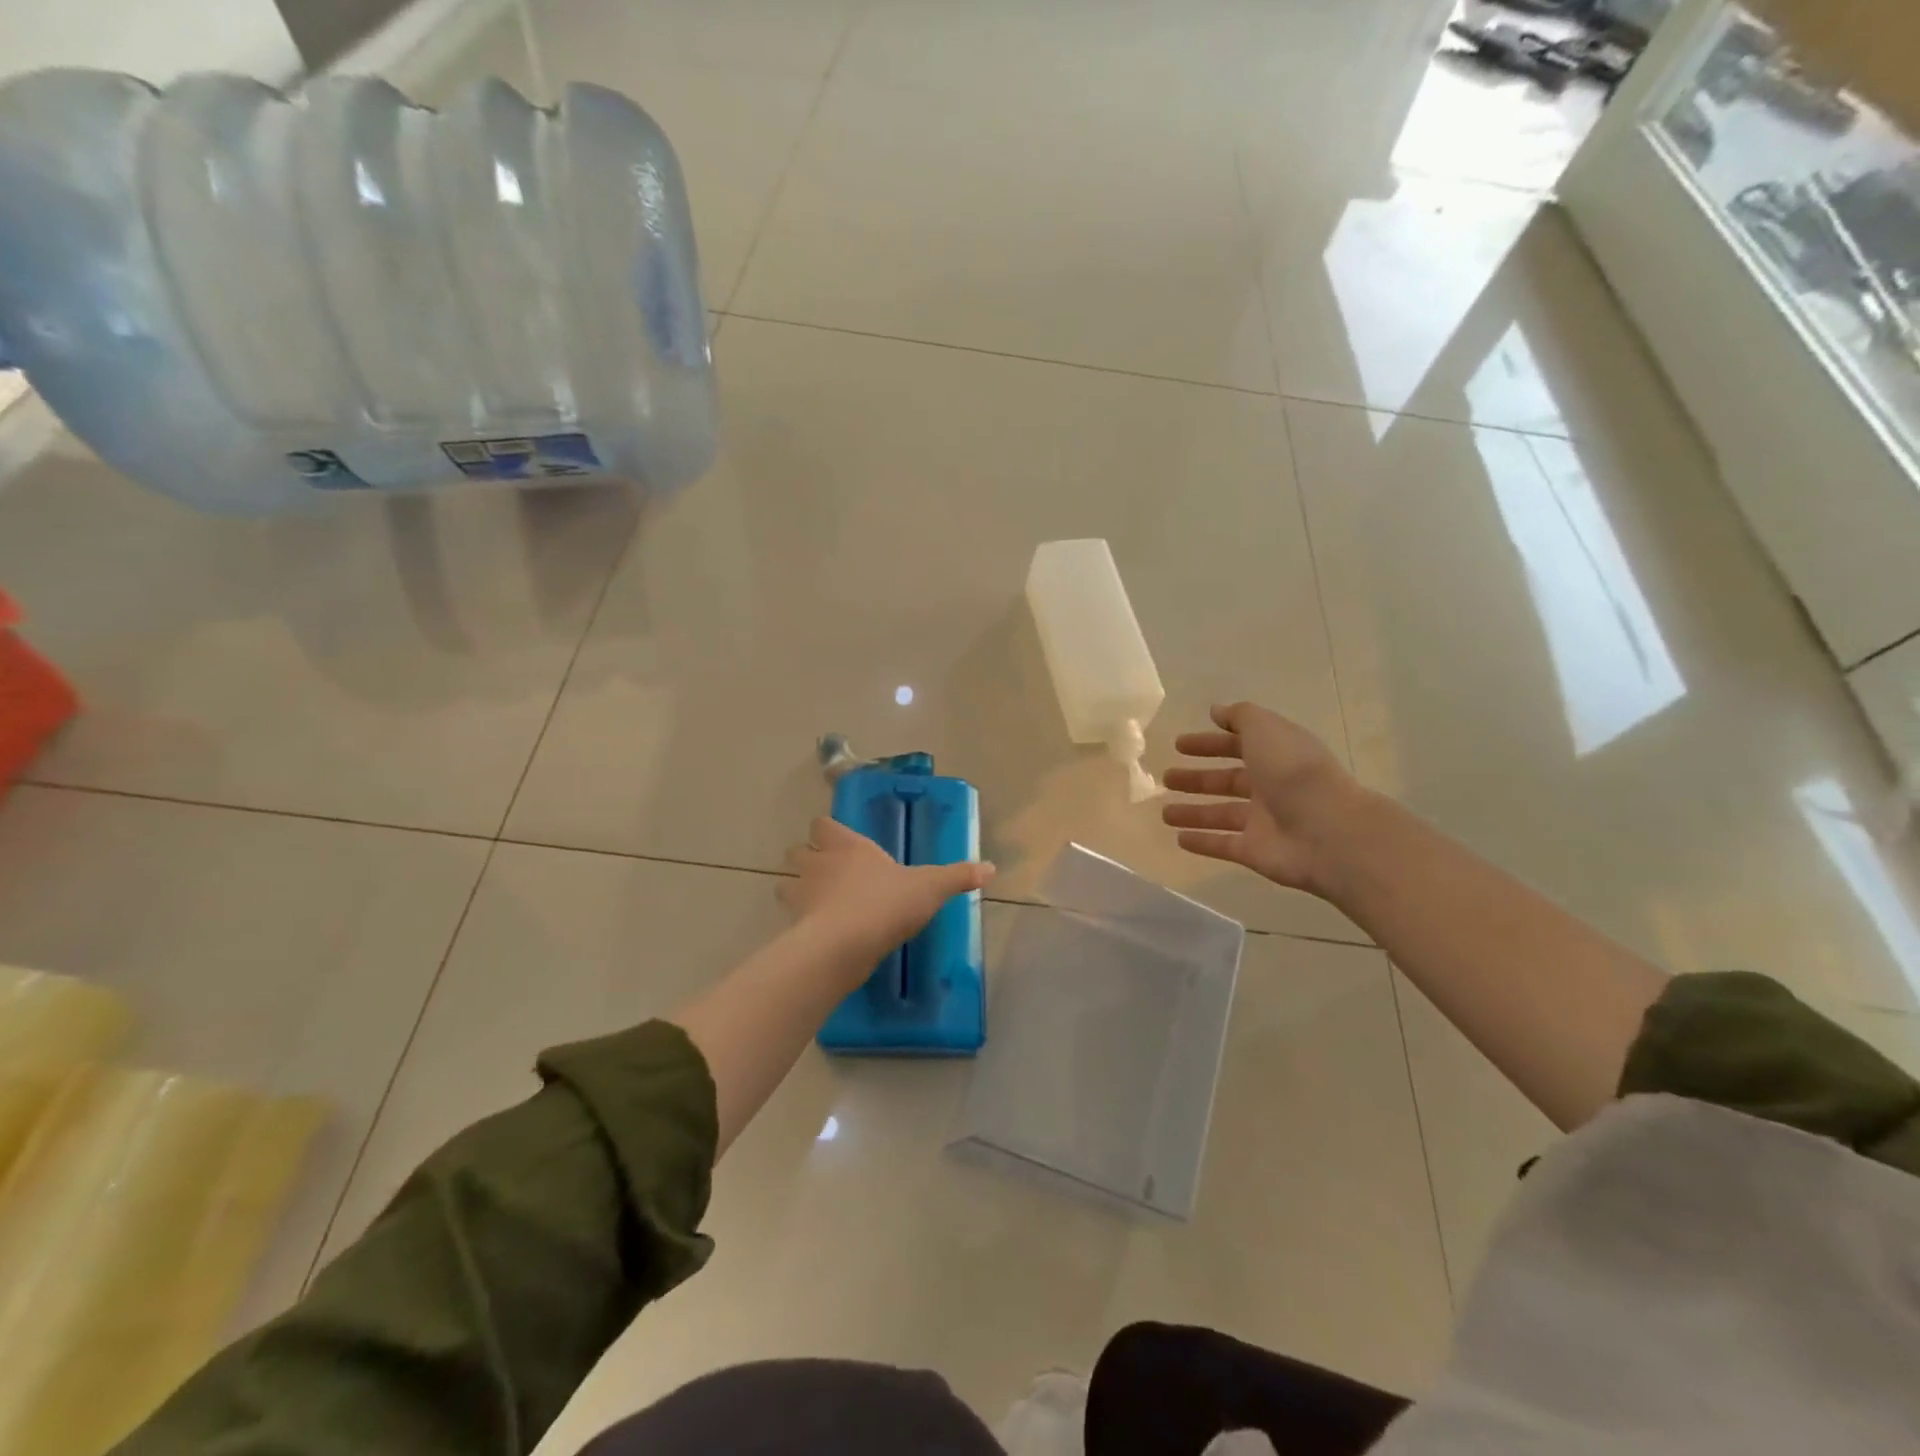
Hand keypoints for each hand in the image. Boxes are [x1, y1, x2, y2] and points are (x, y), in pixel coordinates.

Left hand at [779, 817, 994, 968]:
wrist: (845, 945)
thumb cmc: (887, 903)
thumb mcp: (930, 887)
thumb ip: (958, 876)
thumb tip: (990, 868)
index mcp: (848, 846)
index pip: (822, 825)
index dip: (827, 831)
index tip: (839, 839)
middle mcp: (819, 864)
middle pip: (798, 851)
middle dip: (808, 858)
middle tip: (828, 872)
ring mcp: (802, 895)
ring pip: (786, 884)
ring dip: (798, 889)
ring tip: (820, 903)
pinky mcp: (795, 926)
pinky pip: (792, 919)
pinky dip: (801, 923)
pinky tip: (821, 933)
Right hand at [1161, 702, 1361, 894]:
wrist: (1327, 832)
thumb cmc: (1293, 772)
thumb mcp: (1266, 730)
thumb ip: (1240, 717)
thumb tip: (1216, 711)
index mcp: (1276, 755)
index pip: (1238, 746)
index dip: (1209, 743)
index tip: (1179, 744)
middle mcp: (1271, 787)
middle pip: (1227, 781)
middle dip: (1197, 779)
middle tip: (1166, 778)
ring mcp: (1263, 822)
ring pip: (1221, 815)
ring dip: (1193, 812)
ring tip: (1163, 812)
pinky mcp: (1254, 852)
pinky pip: (1223, 845)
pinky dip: (1202, 842)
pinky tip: (1178, 839)